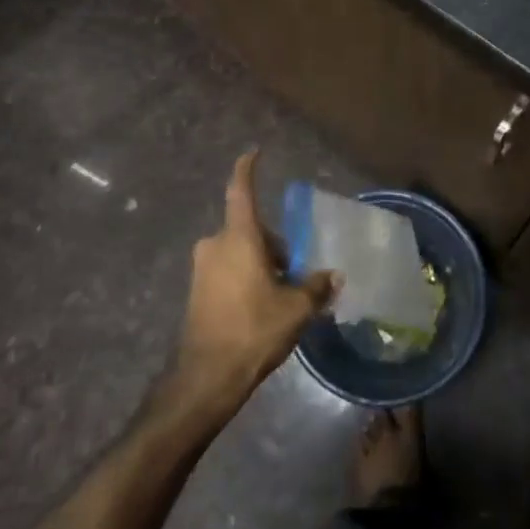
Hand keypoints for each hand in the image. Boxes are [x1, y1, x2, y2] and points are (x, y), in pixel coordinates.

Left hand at [174, 151, 337, 414]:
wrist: (207, 377)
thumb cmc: (253, 330)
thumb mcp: (296, 308)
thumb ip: (316, 286)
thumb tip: (333, 275)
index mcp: (238, 238)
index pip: (241, 191)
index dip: (247, 168)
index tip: (254, 152)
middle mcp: (215, 245)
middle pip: (250, 230)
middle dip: (273, 245)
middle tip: (295, 271)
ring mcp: (202, 269)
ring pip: (239, 252)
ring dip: (260, 264)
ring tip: (281, 295)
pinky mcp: (196, 291)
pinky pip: (227, 271)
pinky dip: (245, 278)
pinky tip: (261, 307)